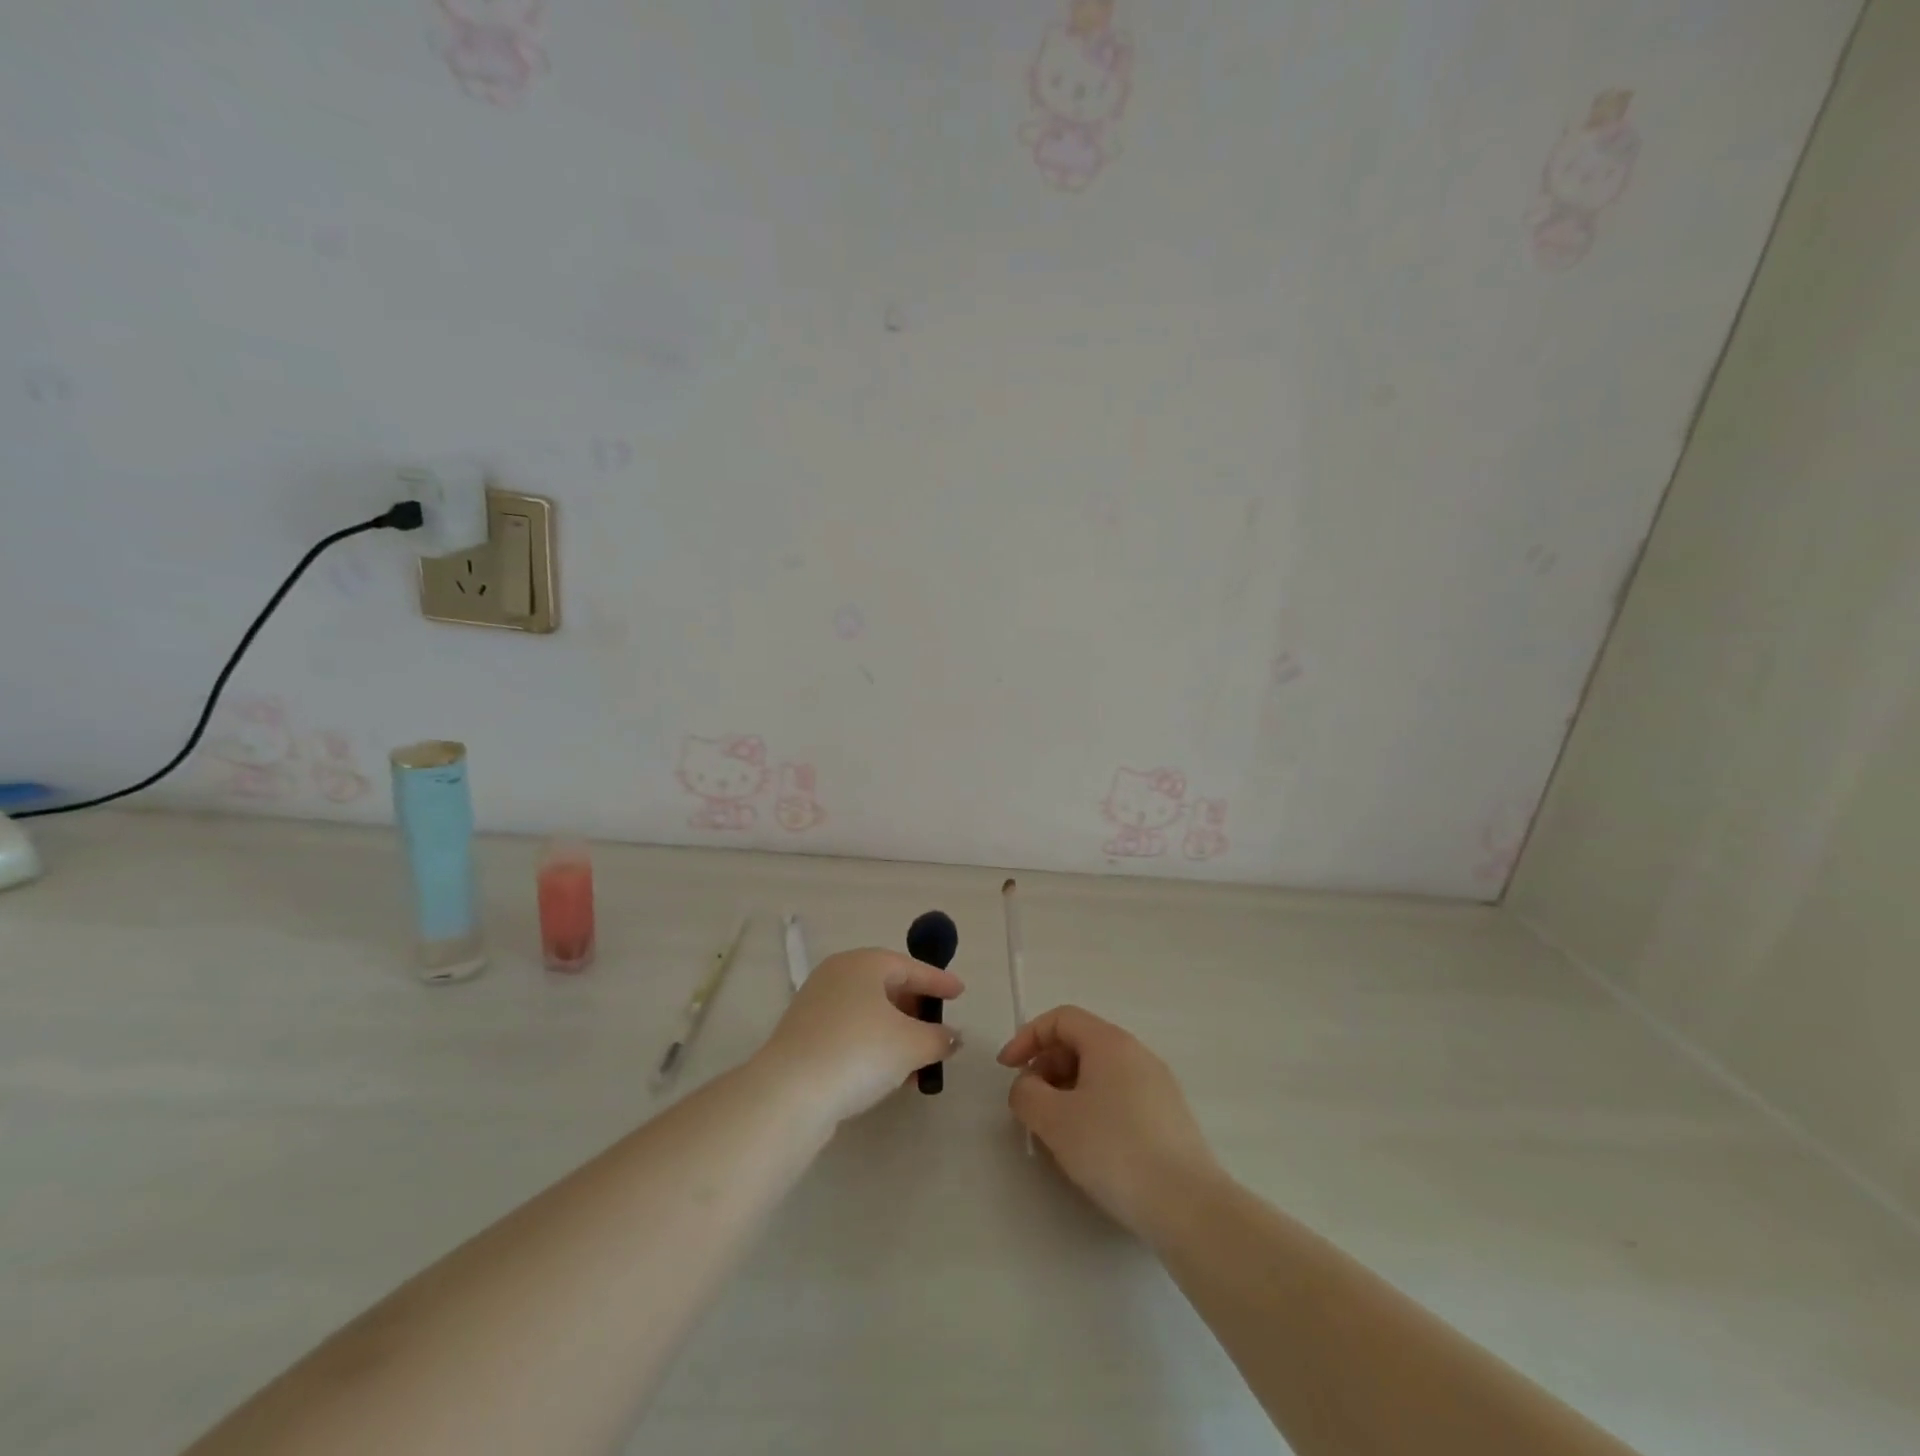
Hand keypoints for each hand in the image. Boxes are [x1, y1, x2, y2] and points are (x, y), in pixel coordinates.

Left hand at [758, 948, 963, 1127]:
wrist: (790, 1093)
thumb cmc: (859, 1052)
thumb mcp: (912, 1044)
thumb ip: (939, 1038)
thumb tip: (952, 1037)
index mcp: (863, 963)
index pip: (910, 966)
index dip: (938, 981)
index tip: (960, 992)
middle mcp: (837, 975)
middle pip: (887, 986)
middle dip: (916, 1009)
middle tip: (938, 1028)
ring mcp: (816, 1005)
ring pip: (868, 1013)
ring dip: (897, 1034)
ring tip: (919, 1061)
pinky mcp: (804, 1036)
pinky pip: (851, 1032)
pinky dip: (874, 1046)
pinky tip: (889, 1073)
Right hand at [998, 1005, 1218, 1237]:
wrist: (1187, 1205)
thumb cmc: (1114, 1150)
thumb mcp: (1054, 1120)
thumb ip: (1027, 1094)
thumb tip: (1028, 1087)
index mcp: (1110, 1042)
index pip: (1060, 1019)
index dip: (1027, 1037)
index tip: (1007, 1070)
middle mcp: (1136, 1052)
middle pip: (1080, 1043)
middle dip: (1046, 1067)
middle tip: (1031, 1105)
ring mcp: (1157, 1083)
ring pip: (1100, 1072)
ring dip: (1068, 1090)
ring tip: (1056, 1131)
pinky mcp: (1169, 1115)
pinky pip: (1119, 1095)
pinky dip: (1094, 1107)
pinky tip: (1090, 1147)